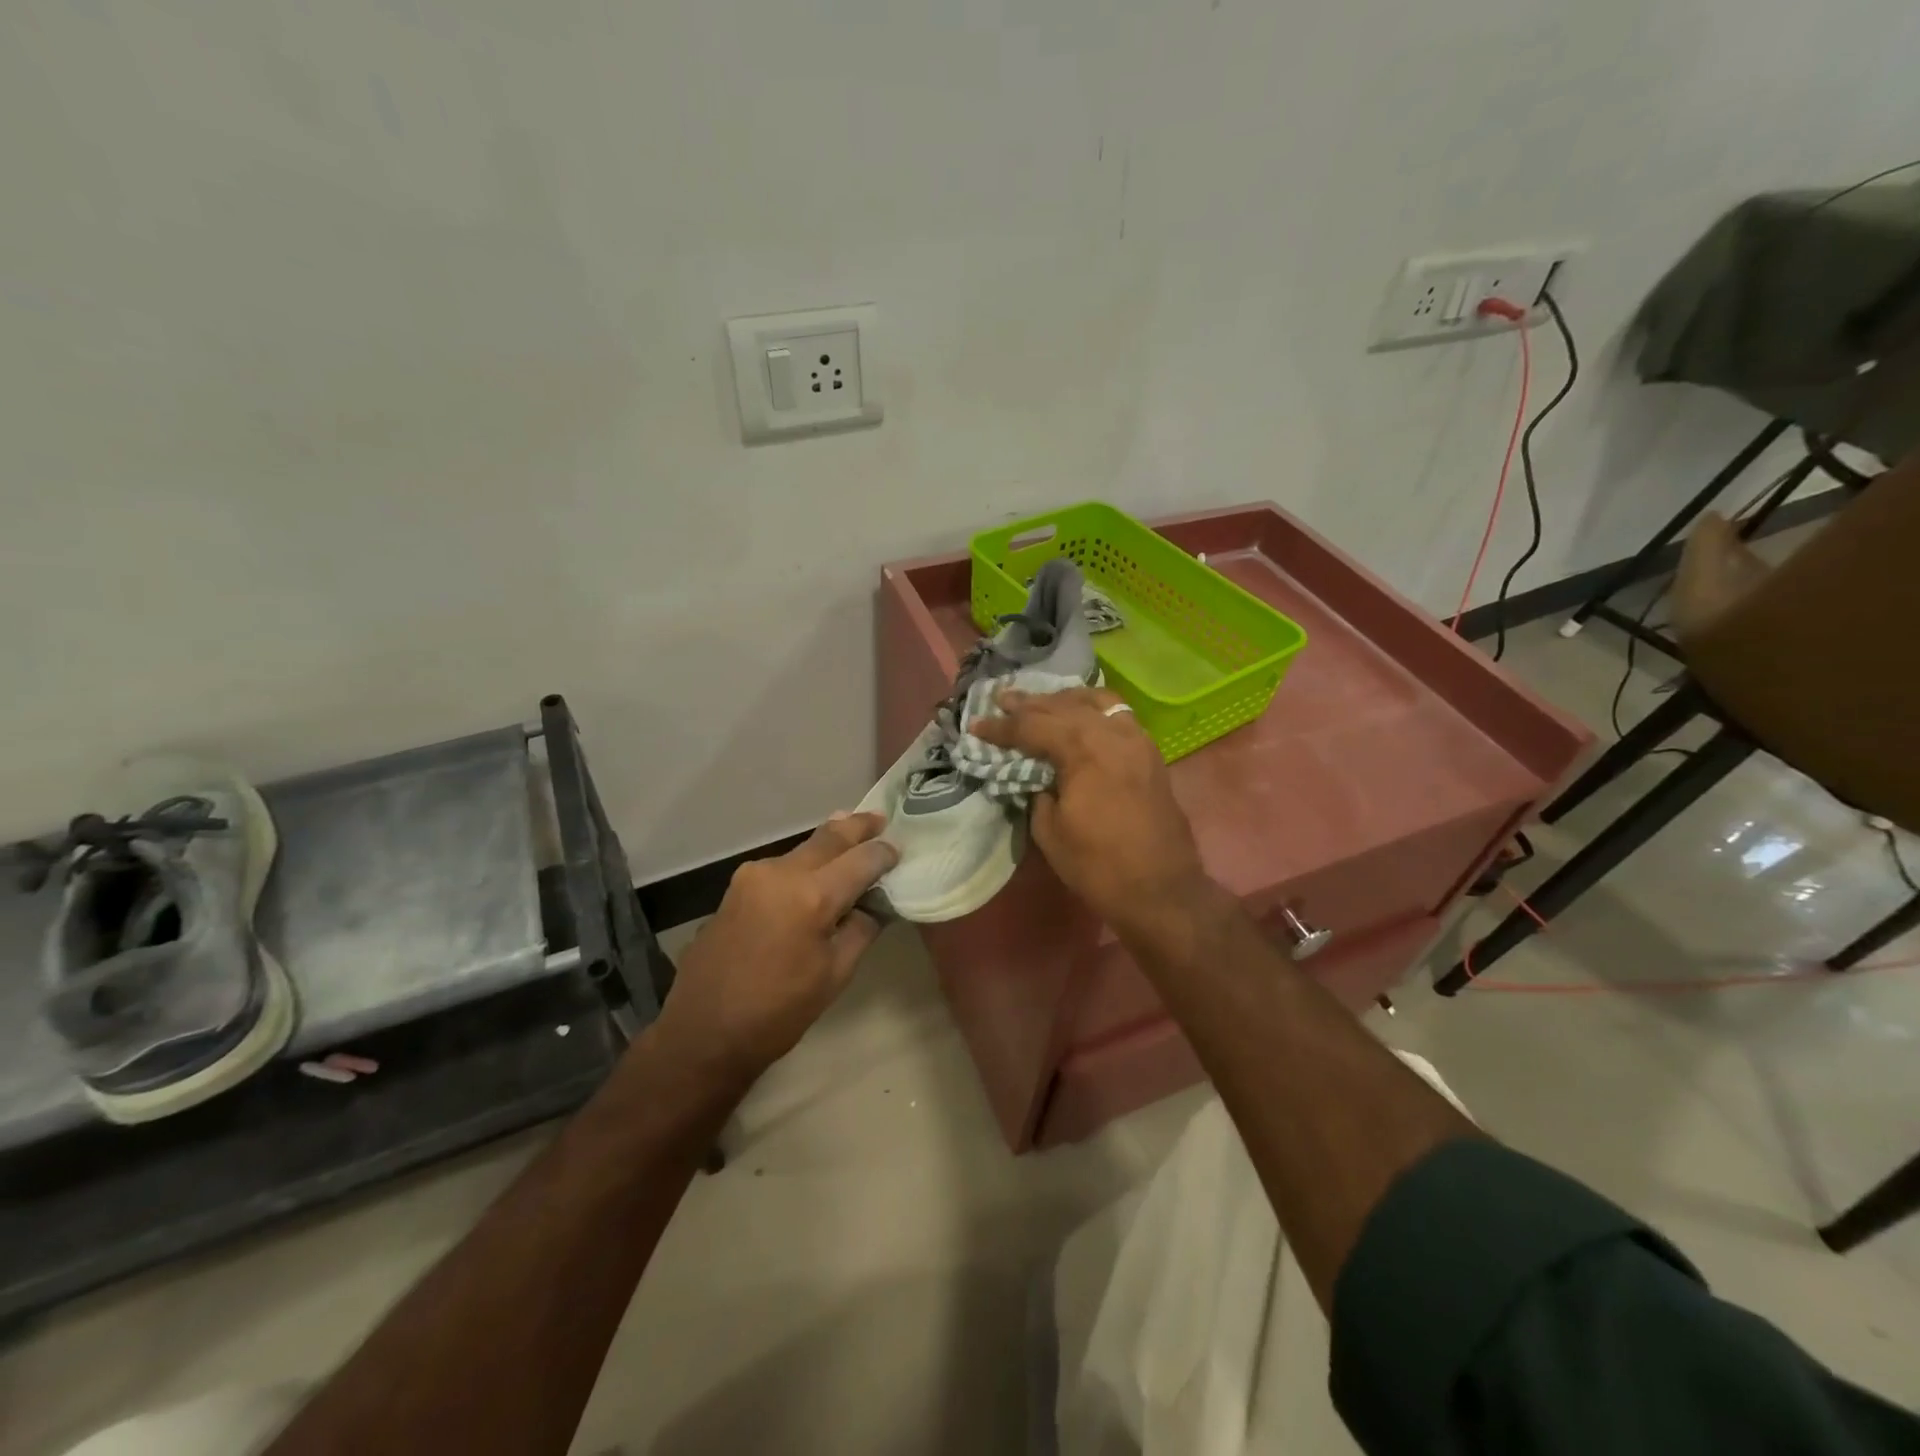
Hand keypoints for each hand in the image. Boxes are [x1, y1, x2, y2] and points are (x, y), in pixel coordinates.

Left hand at [655, 813, 897, 1082]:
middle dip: (858, 826)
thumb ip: (861, 929)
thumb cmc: (778, 1012)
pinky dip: (805, 862)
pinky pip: (782, 865)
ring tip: (852, 838)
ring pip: (803, 848)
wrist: (703, 1033)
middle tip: (880, 818)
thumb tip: (874, 904)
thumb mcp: (834, 975)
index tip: (900, 849)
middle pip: (829, 837)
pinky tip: (816, 870)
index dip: (884, 853)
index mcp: (812, 896)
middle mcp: (782, 873)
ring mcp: (753, 876)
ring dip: (829, 843)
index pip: (862, 860)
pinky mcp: (736, 887)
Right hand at [971, 688, 1210, 935]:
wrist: (1161, 891)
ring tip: (1041, 702)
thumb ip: (1037, 790)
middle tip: (1001, 699)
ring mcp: (1137, 739)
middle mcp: (1113, 733)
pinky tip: (1080, 716)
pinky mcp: (1150, 753)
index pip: (1033, 725)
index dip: (1001, 727)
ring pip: (1096, 702)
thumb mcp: (1050, 830)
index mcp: (1084, 750)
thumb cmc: (1098, 865)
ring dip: (1064, 700)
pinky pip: (1118, 715)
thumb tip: (1034, 773)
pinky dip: (1093, 709)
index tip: (976, 724)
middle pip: (1064, 706)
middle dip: (1029, 703)